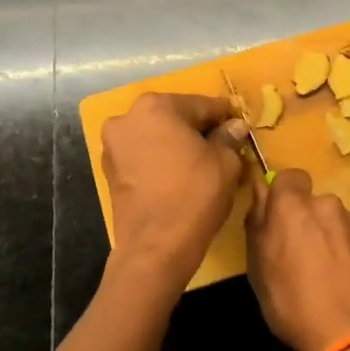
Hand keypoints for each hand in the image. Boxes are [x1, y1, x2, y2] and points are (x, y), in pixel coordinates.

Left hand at [101, 92, 248, 281]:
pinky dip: (160, 160)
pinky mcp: (110, 171)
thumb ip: (229, 137)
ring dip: (177, 144)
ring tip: (201, 164)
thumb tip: (234, 127)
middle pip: (175, 117)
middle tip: (222, 146)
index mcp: (157, 106)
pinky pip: (143, 156)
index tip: (239, 126)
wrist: (156, 245)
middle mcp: (128, 118)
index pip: (202, 105)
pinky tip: (179, 175)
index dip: (225, 116)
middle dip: (198, 129)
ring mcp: (114, 145)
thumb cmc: (195, 194)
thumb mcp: (225, 162)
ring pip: (156, 136)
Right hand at [246, 169, 349, 350]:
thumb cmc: (294, 303)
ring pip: (336, 222)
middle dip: (306, 220)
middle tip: (299, 255)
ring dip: (330, 237)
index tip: (278, 219)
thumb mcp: (259, 269)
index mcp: (293, 206)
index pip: (289, 177)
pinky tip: (346, 283)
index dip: (283, 195)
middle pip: (313, 202)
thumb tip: (260, 194)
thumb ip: (258, 224)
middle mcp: (328, 205)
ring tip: (326, 275)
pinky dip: (349, 254)